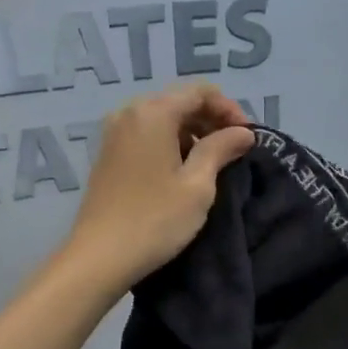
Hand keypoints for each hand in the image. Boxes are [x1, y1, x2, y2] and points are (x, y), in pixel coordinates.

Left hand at [60, 83, 253, 294]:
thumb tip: (243, 133)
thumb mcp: (198, 185)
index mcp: (153, 112)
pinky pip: (146, 135)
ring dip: (191, 133)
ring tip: (211, 164)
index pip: (200, 91)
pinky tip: (182, 171)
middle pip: (179, 101)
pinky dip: (170, 144)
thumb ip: (220, 150)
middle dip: (210, 120)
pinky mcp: (108, 154)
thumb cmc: (156, 219)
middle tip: (234, 150)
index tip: (247, 138)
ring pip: (162, 119)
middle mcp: (129, 113)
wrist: (100, 256)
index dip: (229, 109)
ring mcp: (114, 133)